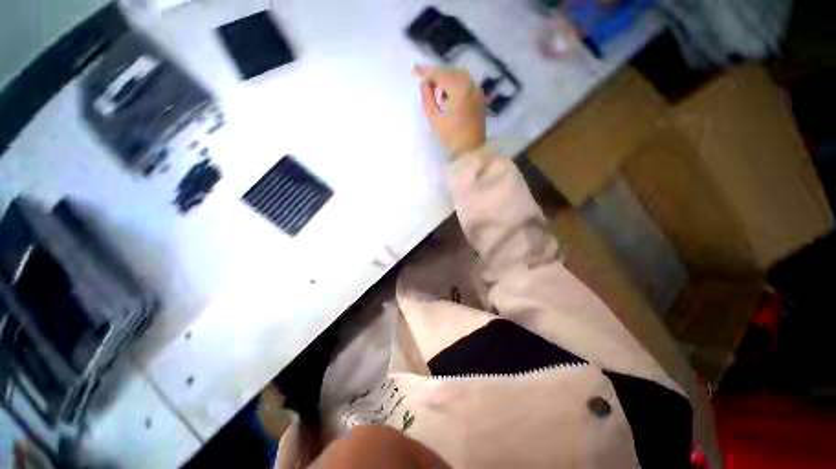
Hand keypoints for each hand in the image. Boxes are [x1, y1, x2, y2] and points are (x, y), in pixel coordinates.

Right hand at [414, 65, 485, 156]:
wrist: (472, 151)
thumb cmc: (452, 137)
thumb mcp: (434, 119)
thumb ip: (427, 98)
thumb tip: (424, 84)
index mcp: (459, 88)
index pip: (440, 74)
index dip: (425, 71)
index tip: (414, 71)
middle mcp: (471, 84)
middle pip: (451, 71)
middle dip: (437, 74)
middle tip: (424, 82)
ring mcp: (477, 91)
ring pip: (459, 76)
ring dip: (446, 79)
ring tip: (435, 89)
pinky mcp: (479, 98)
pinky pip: (466, 84)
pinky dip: (455, 84)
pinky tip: (448, 95)